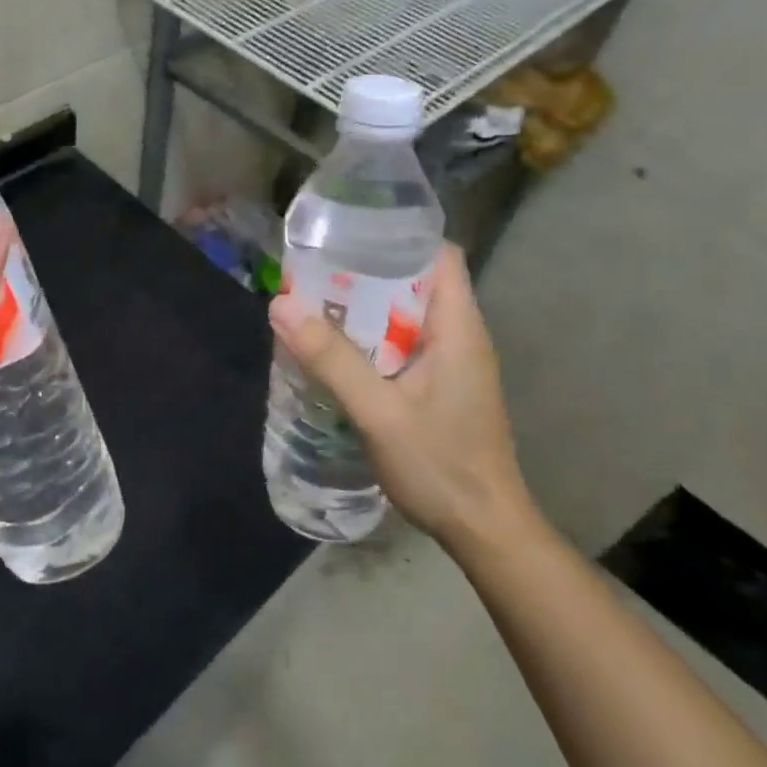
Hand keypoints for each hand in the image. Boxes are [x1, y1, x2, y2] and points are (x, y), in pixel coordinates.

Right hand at [268, 243, 536, 550]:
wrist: (485, 532)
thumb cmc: (441, 466)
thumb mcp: (379, 412)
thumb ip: (332, 360)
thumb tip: (280, 306)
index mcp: (458, 326)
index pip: (439, 254)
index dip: (398, 235)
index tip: (349, 234)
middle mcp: (460, 335)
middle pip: (416, 280)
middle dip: (368, 271)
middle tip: (316, 271)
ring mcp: (453, 363)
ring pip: (407, 314)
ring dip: (366, 308)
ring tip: (316, 304)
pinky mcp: (441, 386)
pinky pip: (404, 344)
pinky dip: (372, 338)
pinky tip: (336, 352)